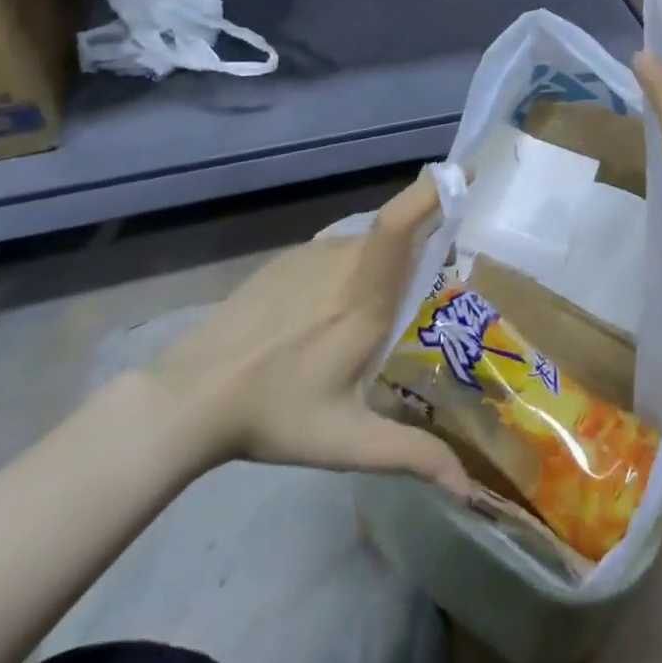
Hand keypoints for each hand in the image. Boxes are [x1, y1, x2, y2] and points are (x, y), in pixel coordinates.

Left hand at [137, 173, 469, 496]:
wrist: (192, 394)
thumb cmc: (276, 413)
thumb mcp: (347, 442)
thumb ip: (412, 456)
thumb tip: (468, 490)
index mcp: (366, 295)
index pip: (402, 221)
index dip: (434, 189)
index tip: (469, 172)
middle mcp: (343, 260)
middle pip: (396, 230)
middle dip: (424, 242)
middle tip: (434, 285)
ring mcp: (312, 254)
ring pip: (367, 243)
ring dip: (385, 262)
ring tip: (377, 313)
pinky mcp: (288, 258)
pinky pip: (338, 250)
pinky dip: (353, 267)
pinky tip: (331, 314)